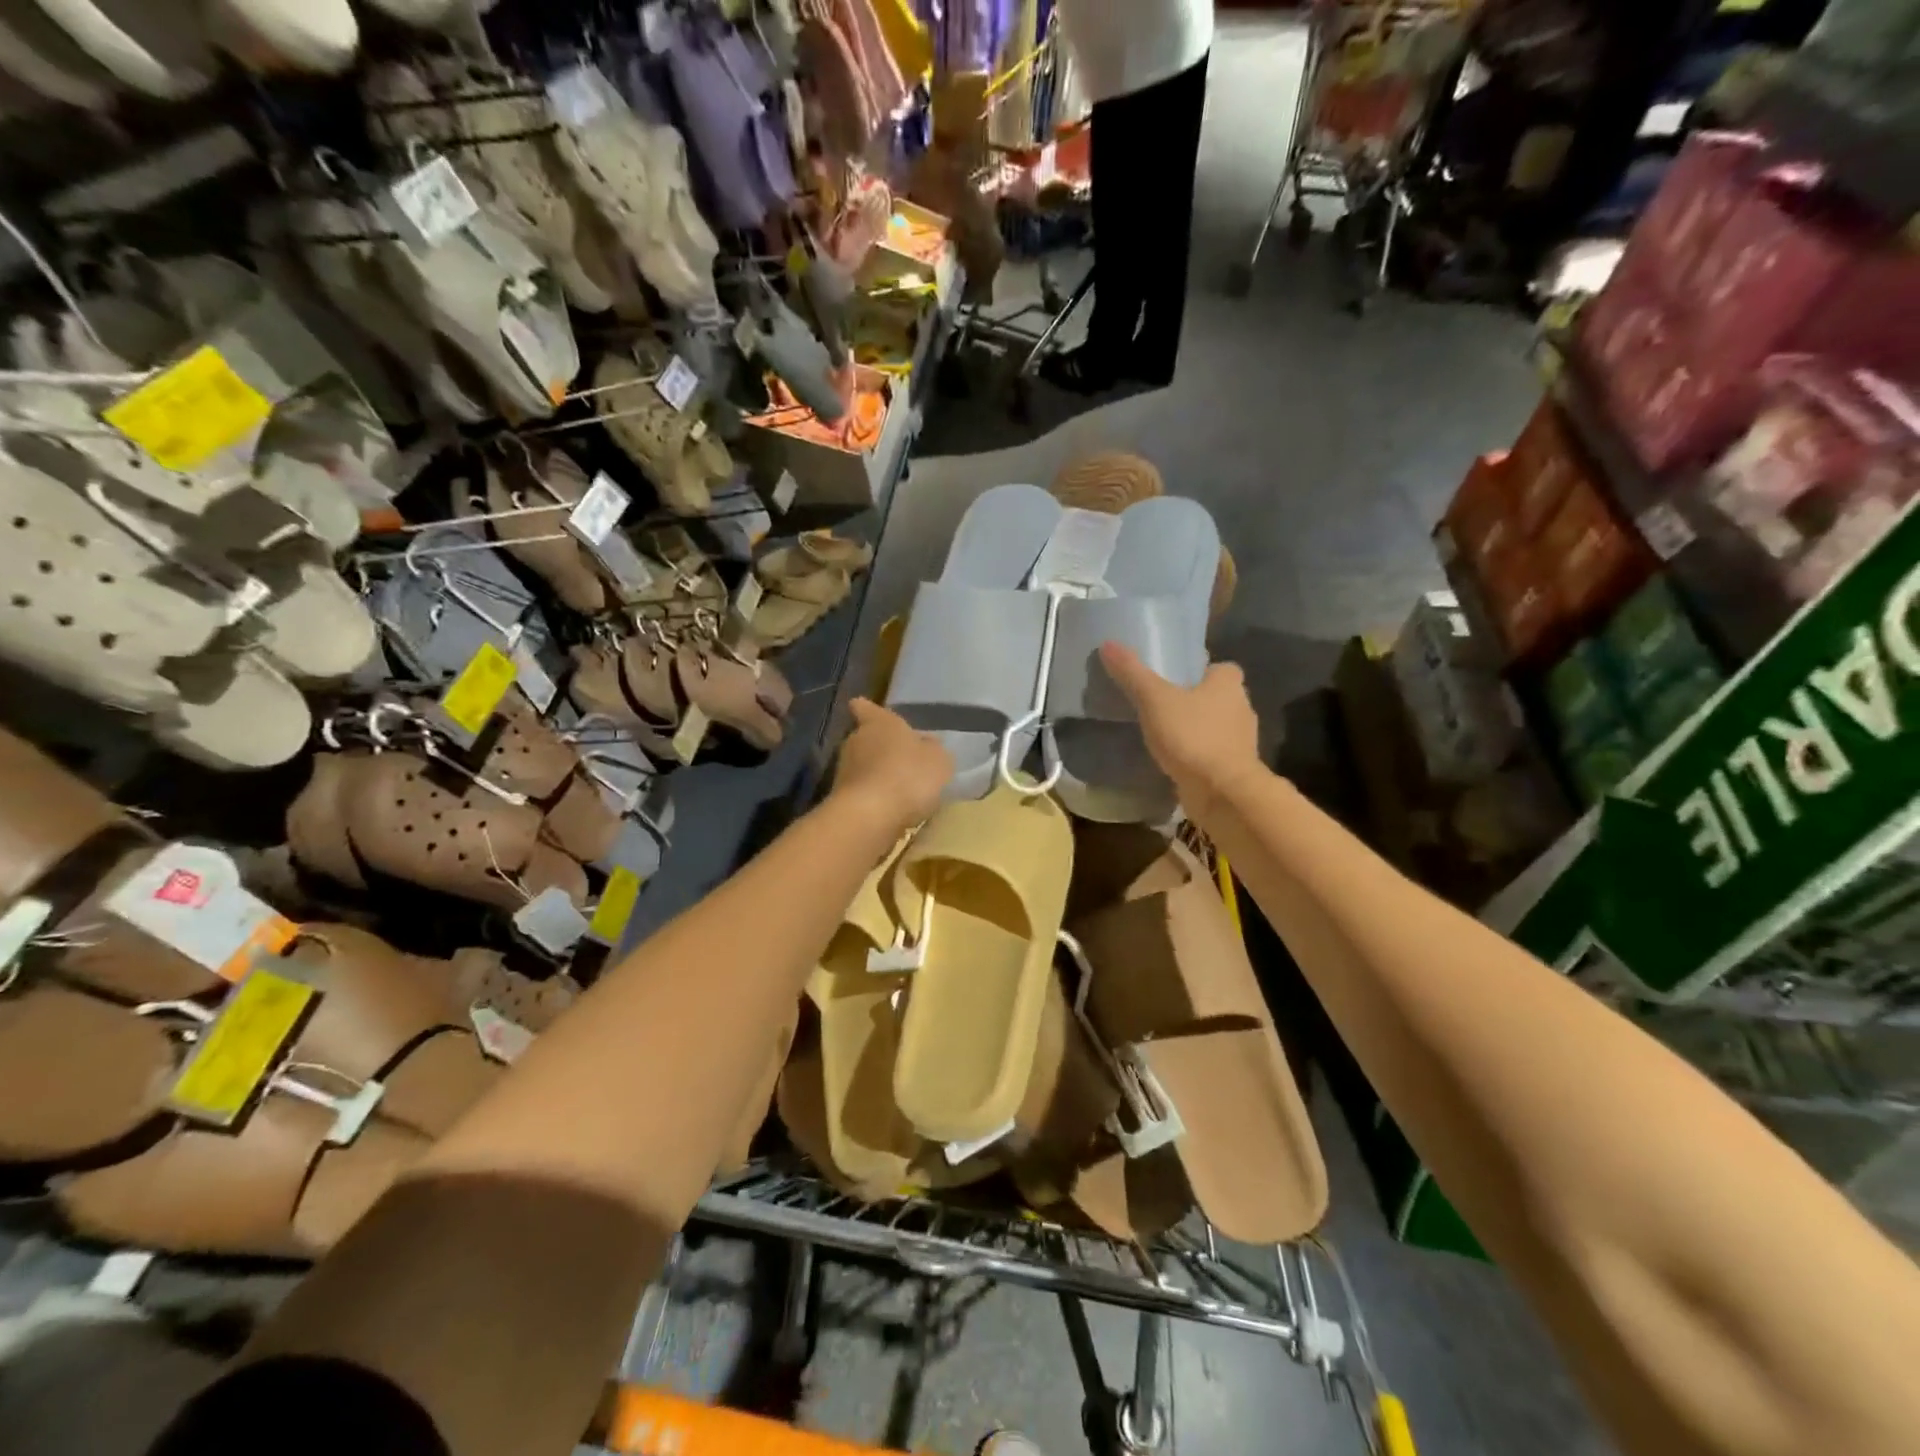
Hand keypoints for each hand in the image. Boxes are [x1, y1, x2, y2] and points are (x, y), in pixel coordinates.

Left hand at [830, 698, 953, 834]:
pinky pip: (862, 792)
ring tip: (901, 788)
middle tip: (903, 758)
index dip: (867, 709)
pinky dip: (874, 797)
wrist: (869, 816)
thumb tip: (927, 745)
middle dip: (881, 747)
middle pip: (866, 738)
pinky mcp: (840, 798)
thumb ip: (934, 750)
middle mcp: (856, 740)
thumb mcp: (939, 760)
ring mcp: (844, 770)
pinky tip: (891, 809)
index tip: (863, 708)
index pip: (866, 708)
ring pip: (863, 766)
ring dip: (878, 774)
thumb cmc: (908, 776)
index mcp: (879, 723)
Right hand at [1099, 642, 1262, 821]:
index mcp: (1229, 683)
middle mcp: (1242, 708)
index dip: (1202, 671)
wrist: (1222, 791)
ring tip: (1165, 735)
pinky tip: (1175, 762)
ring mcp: (1241, 742)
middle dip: (1197, 701)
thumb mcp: (1154, 700)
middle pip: (1219, 697)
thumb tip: (1108, 643)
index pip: (1222, 668)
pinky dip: (1198, 756)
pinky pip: (1213, 755)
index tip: (1178, 679)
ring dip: (1197, 730)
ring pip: (1217, 727)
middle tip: (1164, 706)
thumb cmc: (1192, 736)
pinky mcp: (1234, 769)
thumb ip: (1132, 673)